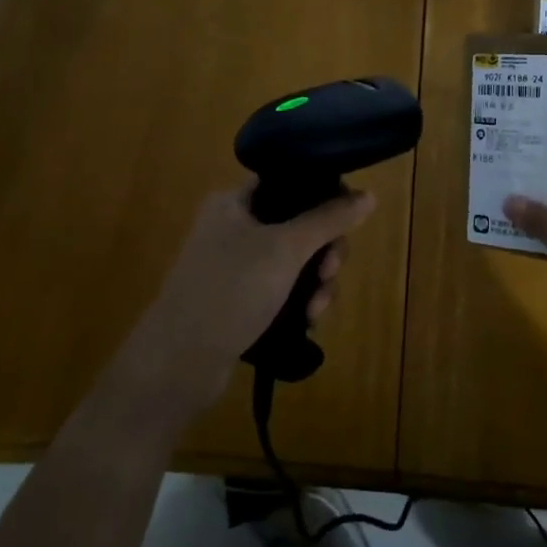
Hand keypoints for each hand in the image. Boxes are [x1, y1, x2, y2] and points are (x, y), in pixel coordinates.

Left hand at [123, 182, 375, 414]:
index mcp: (234, 201)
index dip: (325, 197)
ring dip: (316, 281)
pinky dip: (299, 300)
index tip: (346, 222)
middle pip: (299, 223)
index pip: (291, 182)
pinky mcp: (238, 299)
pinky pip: (282, 288)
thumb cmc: (231, 290)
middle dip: (324, 250)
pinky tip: (307, 321)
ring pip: (295, 260)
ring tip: (317, 309)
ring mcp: (234, 265)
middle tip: (331, 272)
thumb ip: (329, 218)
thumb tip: (369, 195)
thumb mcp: (287, 249)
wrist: (178, 363)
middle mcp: (233, 226)